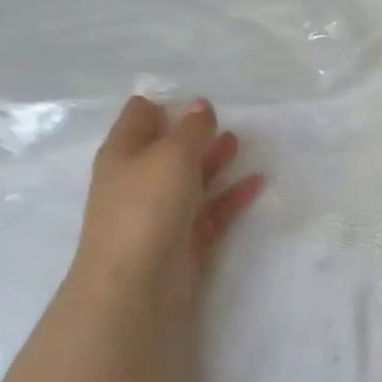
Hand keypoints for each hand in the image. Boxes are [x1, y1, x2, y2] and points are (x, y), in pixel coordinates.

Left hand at [65, 96, 263, 321]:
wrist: (136, 284)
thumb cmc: (146, 207)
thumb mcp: (172, 155)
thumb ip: (191, 129)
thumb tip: (200, 106)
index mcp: (124, 153)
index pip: (138, 117)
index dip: (162, 104)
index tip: (192, 97)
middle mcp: (139, 180)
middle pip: (167, 149)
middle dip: (193, 133)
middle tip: (223, 119)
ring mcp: (162, 212)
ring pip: (191, 179)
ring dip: (213, 161)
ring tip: (240, 143)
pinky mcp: (185, 239)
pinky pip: (212, 209)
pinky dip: (232, 195)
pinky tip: (257, 181)